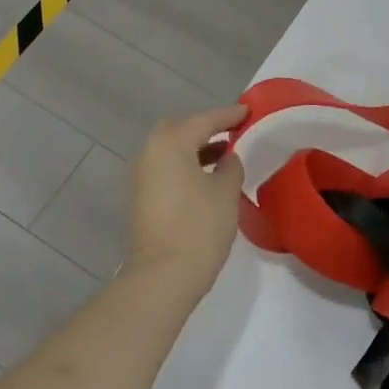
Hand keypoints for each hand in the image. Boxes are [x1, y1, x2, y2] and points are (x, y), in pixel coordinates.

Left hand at [124, 106, 248, 297]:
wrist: (162, 276)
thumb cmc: (199, 227)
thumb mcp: (225, 192)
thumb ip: (230, 167)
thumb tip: (226, 158)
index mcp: (170, 143)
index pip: (204, 120)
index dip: (229, 116)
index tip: (248, 111)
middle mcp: (149, 153)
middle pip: (179, 130)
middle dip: (205, 128)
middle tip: (232, 133)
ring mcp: (140, 177)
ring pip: (170, 150)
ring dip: (194, 149)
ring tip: (224, 157)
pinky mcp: (140, 199)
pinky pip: (165, 169)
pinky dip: (184, 166)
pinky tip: (205, 179)